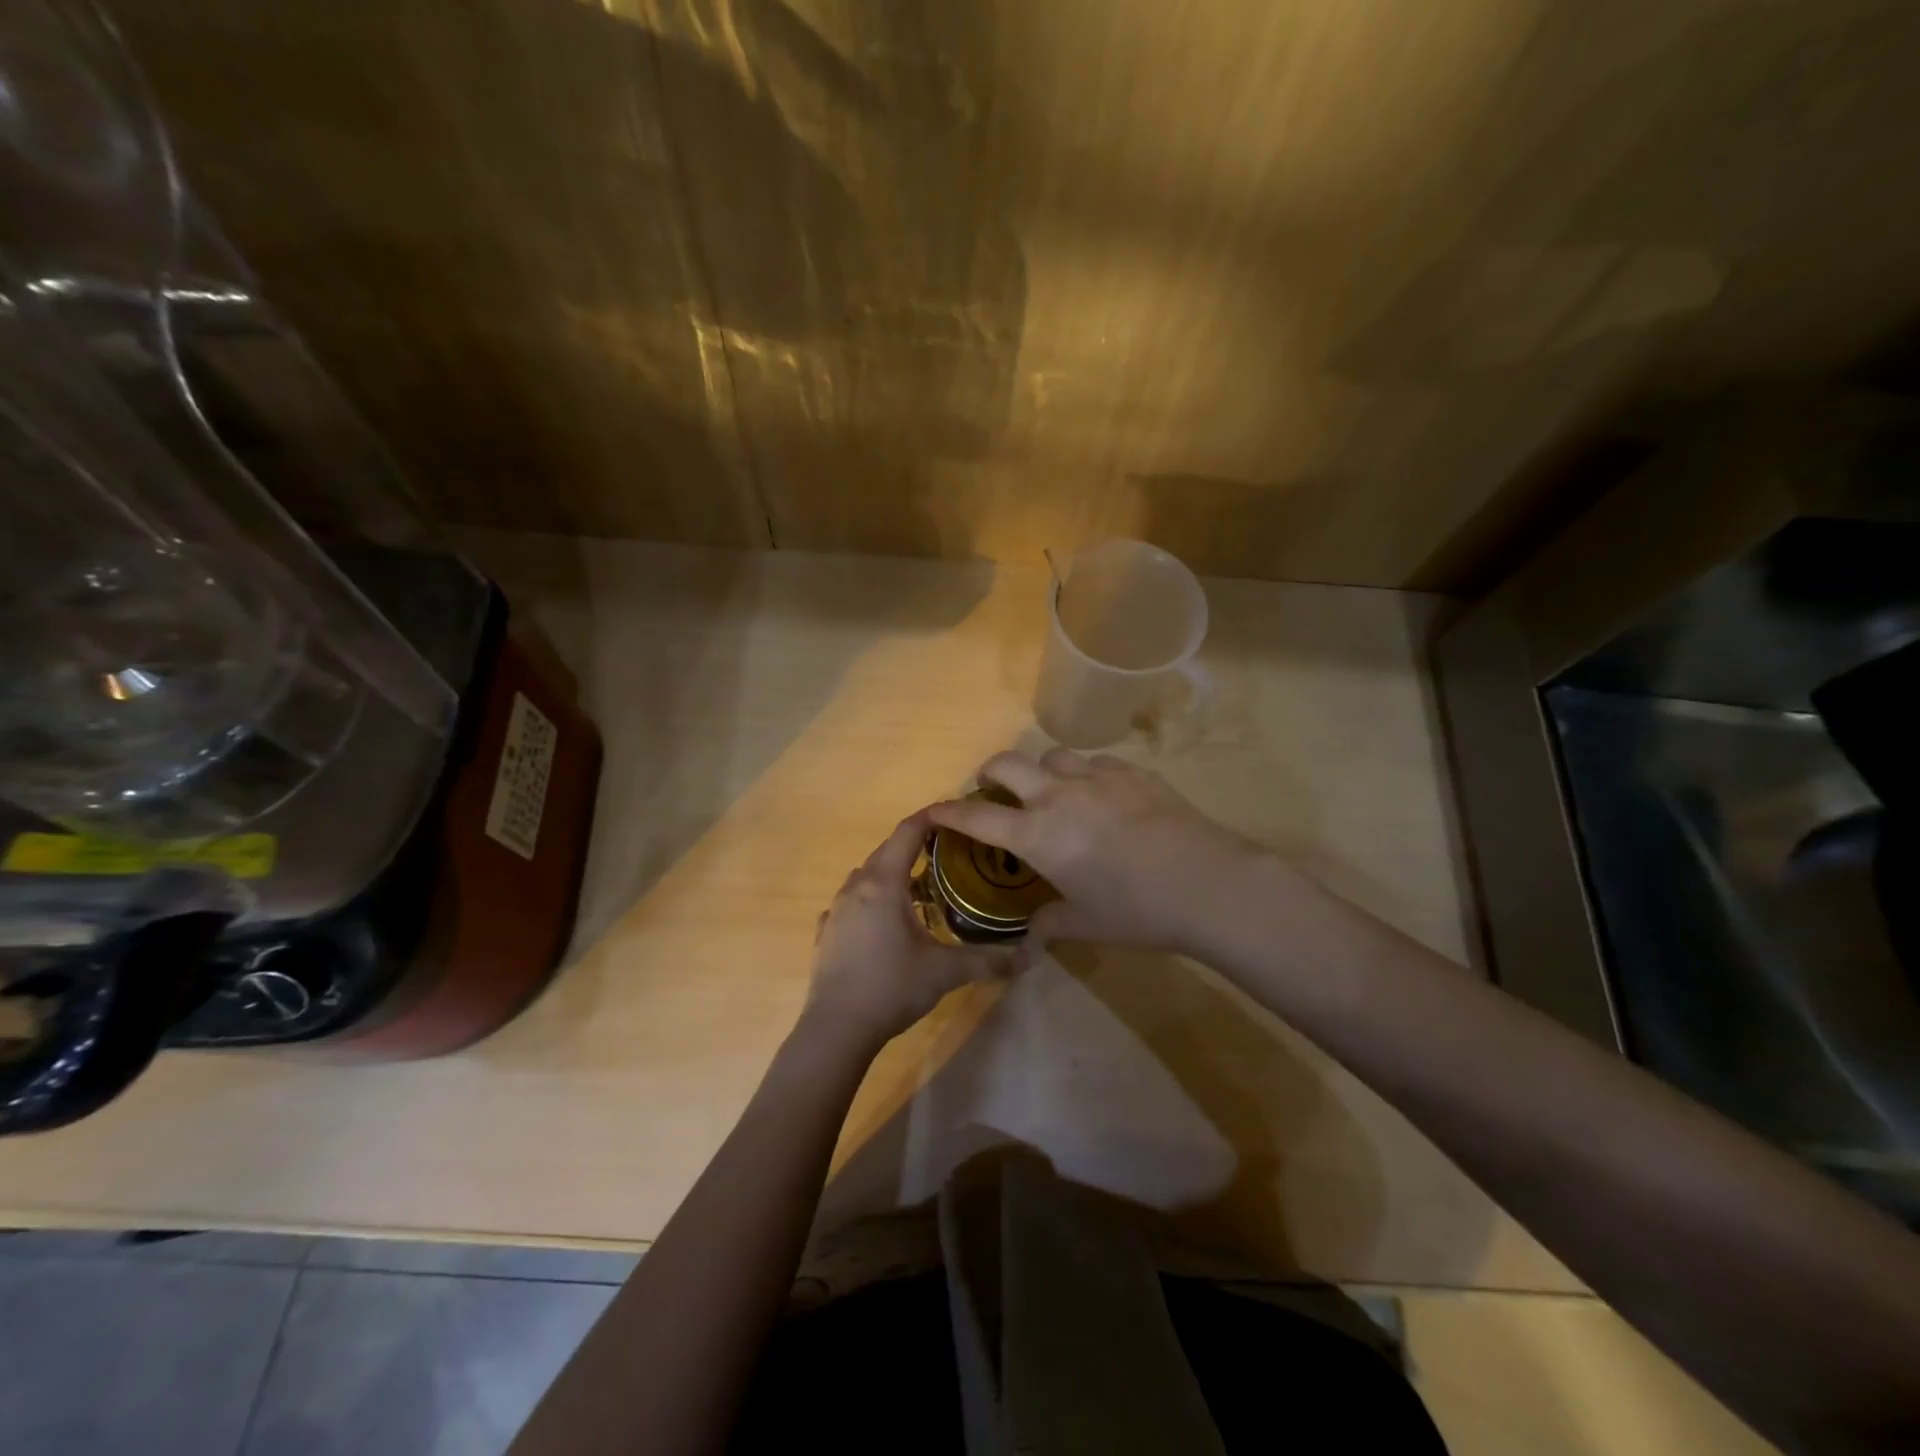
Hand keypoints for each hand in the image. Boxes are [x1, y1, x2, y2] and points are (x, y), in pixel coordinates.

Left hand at [807, 811, 1018, 1046]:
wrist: (836, 1028)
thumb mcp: (945, 972)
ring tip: (917, 887)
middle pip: (886, 851)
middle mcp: (855, 887)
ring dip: (890, 873)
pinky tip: (882, 922)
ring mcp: (835, 910)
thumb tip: (1029, 955)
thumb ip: (987, 960)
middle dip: (914, 845)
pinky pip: (850, 903)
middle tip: (946, 851)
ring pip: (866, 876)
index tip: (953, 813)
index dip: (930, 817)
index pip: (907, 832)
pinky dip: (869, 900)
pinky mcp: (825, 933)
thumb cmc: (890, 987)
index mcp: (883, 883)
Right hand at [929, 749, 1272, 954]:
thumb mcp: (1087, 924)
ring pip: (1053, 755)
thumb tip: (1034, 933)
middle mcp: (1058, 796)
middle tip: (993, 788)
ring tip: (1053, 790)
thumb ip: (1051, 923)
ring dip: (1041, 770)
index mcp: (1038, 835)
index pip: (978, 818)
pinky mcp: (1132, 772)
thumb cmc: (1137, 911)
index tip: (933, 810)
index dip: (950, 813)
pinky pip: (1096, 762)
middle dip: (990, 772)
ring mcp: (1096, 777)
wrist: (1207, 884)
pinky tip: (1101, 794)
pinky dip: (1085, 773)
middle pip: (1007, 763)